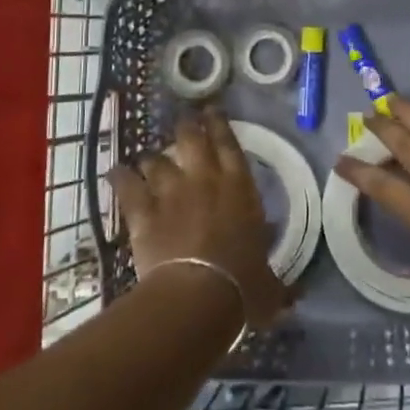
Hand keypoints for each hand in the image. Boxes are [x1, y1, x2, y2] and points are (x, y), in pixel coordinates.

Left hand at [108, 108, 289, 330]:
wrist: (199, 294)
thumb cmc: (243, 285)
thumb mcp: (269, 285)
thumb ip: (277, 284)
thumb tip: (294, 297)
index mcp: (240, 187)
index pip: (229, 143)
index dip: (220, 124)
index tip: (212, 111)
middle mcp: (205, 179)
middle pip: (191, 139)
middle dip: (187, 128)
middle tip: (184, 123)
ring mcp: (171, 192)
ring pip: (156, 160)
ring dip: (153, 160)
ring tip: (149, 161)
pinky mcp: (143, 211)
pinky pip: (127, 185)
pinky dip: (120, 178)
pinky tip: (115, 173)